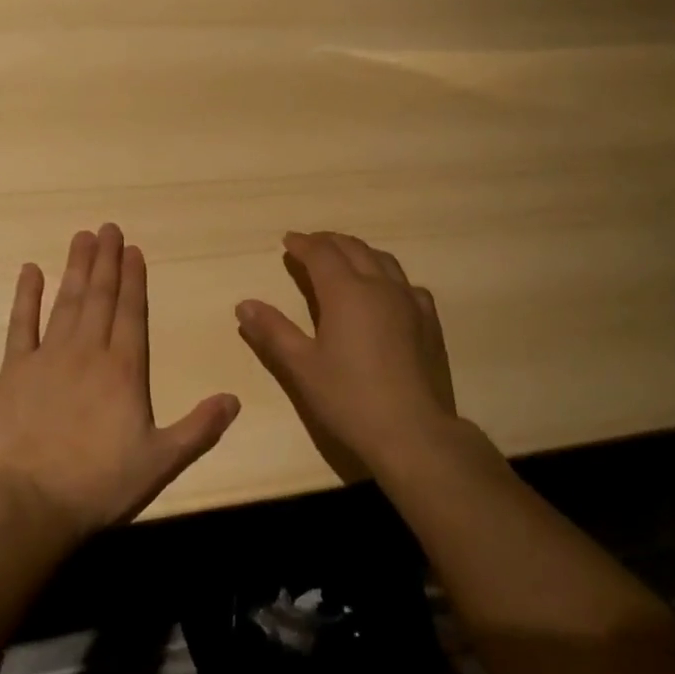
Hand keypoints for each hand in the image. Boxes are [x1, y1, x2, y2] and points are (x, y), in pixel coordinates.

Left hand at [0, 224, 239, 539]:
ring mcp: (49, 357)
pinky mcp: (15, 370)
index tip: (133, 249)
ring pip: (67, 301)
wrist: (28, 506)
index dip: (134, 278)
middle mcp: (89, 351)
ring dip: (77, 267)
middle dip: (107, 260)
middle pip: (101, 296)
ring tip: (82, 237)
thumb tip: (235, 399)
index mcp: (125, 368)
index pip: (132, 311)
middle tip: (108, 227)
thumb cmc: (99, 485)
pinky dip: (26, 296)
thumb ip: (199, 428)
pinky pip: (21, 324)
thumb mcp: (160, 462)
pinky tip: (30, 270)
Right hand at [235, 231, 457, 482]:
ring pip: (382, 259)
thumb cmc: (350, 399)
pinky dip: (388, 276)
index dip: (302, 244)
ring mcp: (410, 301)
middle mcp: (379, 285)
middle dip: (328, 242)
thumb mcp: (302, 367)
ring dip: (359, 252)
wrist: (414, 432)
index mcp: (345, 291)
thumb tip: (244, 305)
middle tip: (311, 245)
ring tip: (345, 258)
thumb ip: (273, 331)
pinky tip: (386, 291)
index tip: (288, 241)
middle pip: (352, 248)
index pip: (321, 253)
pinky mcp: (430, 320)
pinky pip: (407, 283)